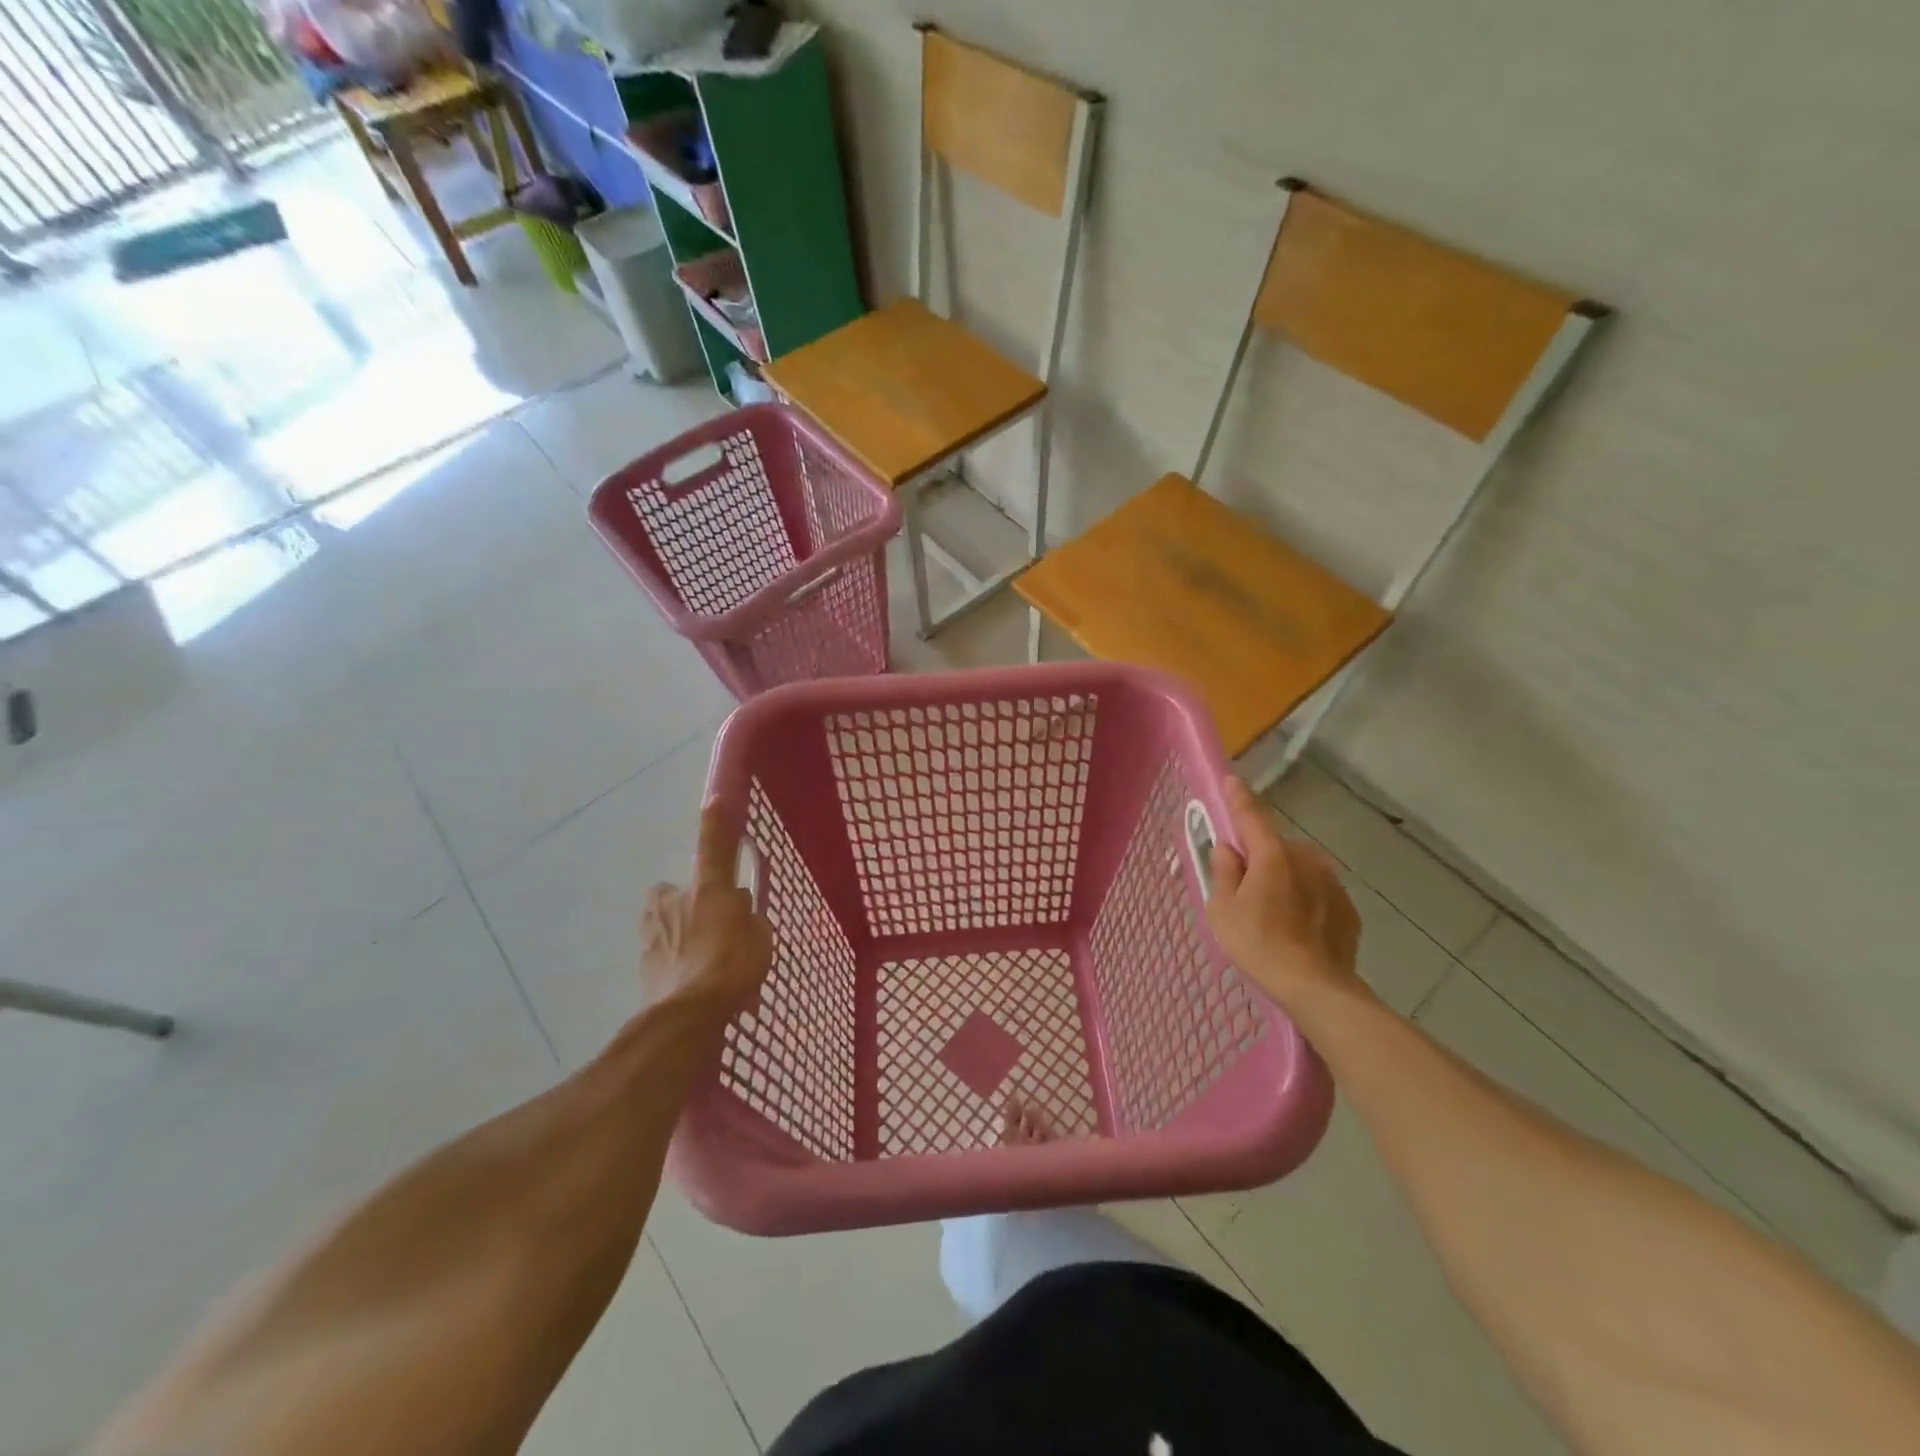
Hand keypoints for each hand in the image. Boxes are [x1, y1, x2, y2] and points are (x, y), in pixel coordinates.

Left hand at [642, 802, 772, 1017]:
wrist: (689, 1013)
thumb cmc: (733, 966)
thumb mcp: (759, 938)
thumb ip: (748, 918)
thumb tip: (738, 910)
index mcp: (707, 889)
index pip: (713, 846)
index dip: (715, 822)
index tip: (713, 799)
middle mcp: (674, 901)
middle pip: (674, 890)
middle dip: (687, 901)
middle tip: (710, 923)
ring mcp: (652, 930)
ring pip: (663, 920)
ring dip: (677, 930)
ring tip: (698, 958)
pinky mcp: (642, 960)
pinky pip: (660, 950)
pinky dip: (672, 959)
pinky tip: (689, 979)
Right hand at [1206, 775, 1364, 1012]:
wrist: (1316, 987)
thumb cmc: (1259, 944)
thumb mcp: (1223, 909)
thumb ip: (1224, 872)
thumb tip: (1228, 849)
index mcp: (1271, 855)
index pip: (1251, 816)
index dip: (1238, 798)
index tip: (1231, 779)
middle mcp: (1305, 859)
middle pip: (1275, 847)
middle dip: (1260, 858)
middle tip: (1245, 889)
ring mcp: (1331, 882)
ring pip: (1299, 869)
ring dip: (1284, 879)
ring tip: (1273, 915)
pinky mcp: (1347, 907)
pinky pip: (1317, 892)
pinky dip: (1305, 900)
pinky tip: (1296, 929)